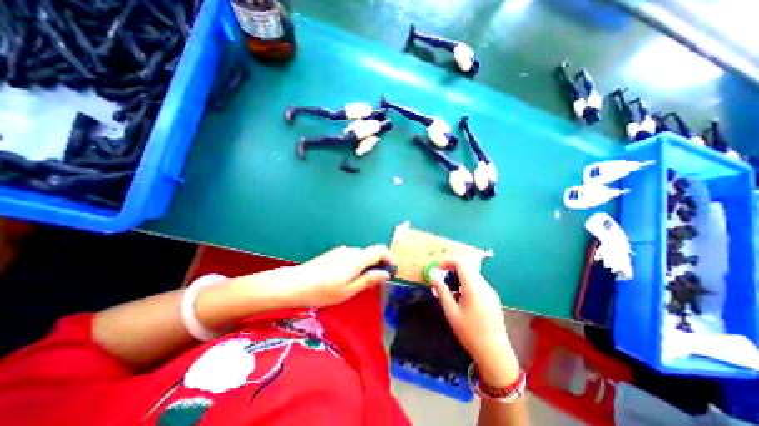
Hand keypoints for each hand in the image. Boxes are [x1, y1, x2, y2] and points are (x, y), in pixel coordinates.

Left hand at [282, 245, 393, 307]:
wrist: (295, 284)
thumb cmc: (323, 291)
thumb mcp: (349, 290)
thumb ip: (369, 279)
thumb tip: (386, 273)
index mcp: (357, 259)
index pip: (380, 250)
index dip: (388, 257)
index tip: (389, 270)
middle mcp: (351, 250)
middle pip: (370, 253)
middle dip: (376, 265)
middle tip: (372, 284)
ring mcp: (341, 251)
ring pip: (360, 255)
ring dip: (365, 266)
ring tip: (357, 283)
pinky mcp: (333, 253)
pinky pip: (350, 256)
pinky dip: (355, 265)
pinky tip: (344, 278)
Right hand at [433, 258, 522, 386]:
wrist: (494, 352)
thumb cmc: (469, 332)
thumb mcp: (451, 312)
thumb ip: (442, 291)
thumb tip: (433, 276)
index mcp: (473, 287)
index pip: (461, 263)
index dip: (447, 262)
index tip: (438, 269)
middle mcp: (484, 285)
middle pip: (467, 267)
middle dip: (453, 268)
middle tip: (442, 278)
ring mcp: (490, 291)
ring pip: (473, 274)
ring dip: (460, 275)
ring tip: (450, 289)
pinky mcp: (493, 297)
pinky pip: (478, 282)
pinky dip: (467, 282)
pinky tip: (462, 297)